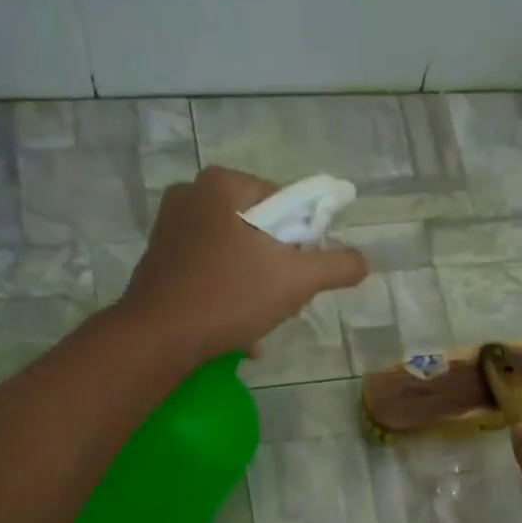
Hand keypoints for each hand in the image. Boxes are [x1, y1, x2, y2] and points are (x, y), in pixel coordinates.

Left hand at [118, 167, 368, 362]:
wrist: (158, 338)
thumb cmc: (229, 297)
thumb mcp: (296, 280)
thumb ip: (337, 265)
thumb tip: (363, 261)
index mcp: (224, 184)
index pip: (287, 202)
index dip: (305, 241)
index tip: (304, 276)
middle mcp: (192, 194)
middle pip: (262, 230)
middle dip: (280, 269)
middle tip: (286, 302)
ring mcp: (171, 227)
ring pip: (238, 254)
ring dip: (258, 288)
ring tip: (262, 321)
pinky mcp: (161, 260)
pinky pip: (212, 271)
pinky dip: (230, 296)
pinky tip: (239, 330)